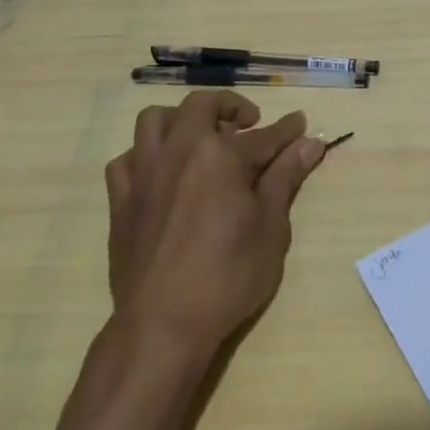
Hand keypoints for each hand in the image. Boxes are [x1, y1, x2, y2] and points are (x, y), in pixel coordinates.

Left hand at [105, 90, 324, 356]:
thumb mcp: (271, 228)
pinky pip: (127, 158)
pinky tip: (162, 172)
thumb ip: (285, 178)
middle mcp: (179, 150)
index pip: (264, 135)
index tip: (301, 123)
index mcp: (220, 155)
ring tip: (200, 138)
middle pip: (202, 106)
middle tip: (248, 124)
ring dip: (182, 119)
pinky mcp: (120, 198)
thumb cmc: (228, 276)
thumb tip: (309, 143)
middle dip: (230, 106)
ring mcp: (143, 172)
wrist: (163, 323)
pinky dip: (147, 154)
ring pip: (155, 120)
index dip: (287, 130)